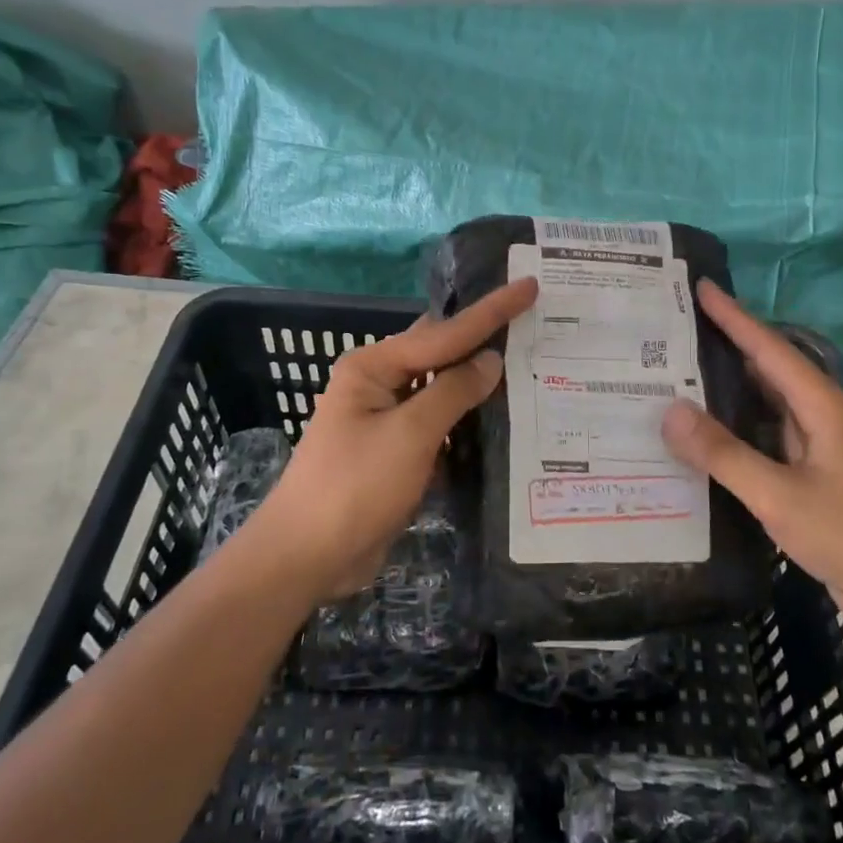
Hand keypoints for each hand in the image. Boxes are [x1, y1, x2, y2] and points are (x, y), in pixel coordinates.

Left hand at [248, 278, 537, 599]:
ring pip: (443, 389)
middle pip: (442, 352)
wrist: (308, 557)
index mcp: (373, 366)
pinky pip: (441, 424)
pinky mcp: (398, 451)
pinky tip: (503, 417)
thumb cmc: (354, 486)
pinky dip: (469, 420)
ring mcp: (389, 419)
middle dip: (485, 338)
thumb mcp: (409, 435)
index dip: (491, 311)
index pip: (444, 333)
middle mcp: (380, 384)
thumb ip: (453, 392)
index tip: (529, 286)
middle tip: (534, 319)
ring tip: (530, 362)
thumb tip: (491, 360)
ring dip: (480, 382)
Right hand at [660, 280, 842, 622]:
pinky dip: (735, 426)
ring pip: (765, 403)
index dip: (734, 316)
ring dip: (728, 388)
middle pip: (767, 368)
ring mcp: (817, 446)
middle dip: (725, 346)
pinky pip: (765, 435)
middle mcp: (820, 416)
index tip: (701, 286)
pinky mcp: (810, 473)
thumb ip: (723, 454)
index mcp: (821, 406)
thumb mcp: (779, 494)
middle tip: (676, 332)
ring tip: (679, 375)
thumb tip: (669, 411)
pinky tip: (705, 434)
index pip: (768, 348)